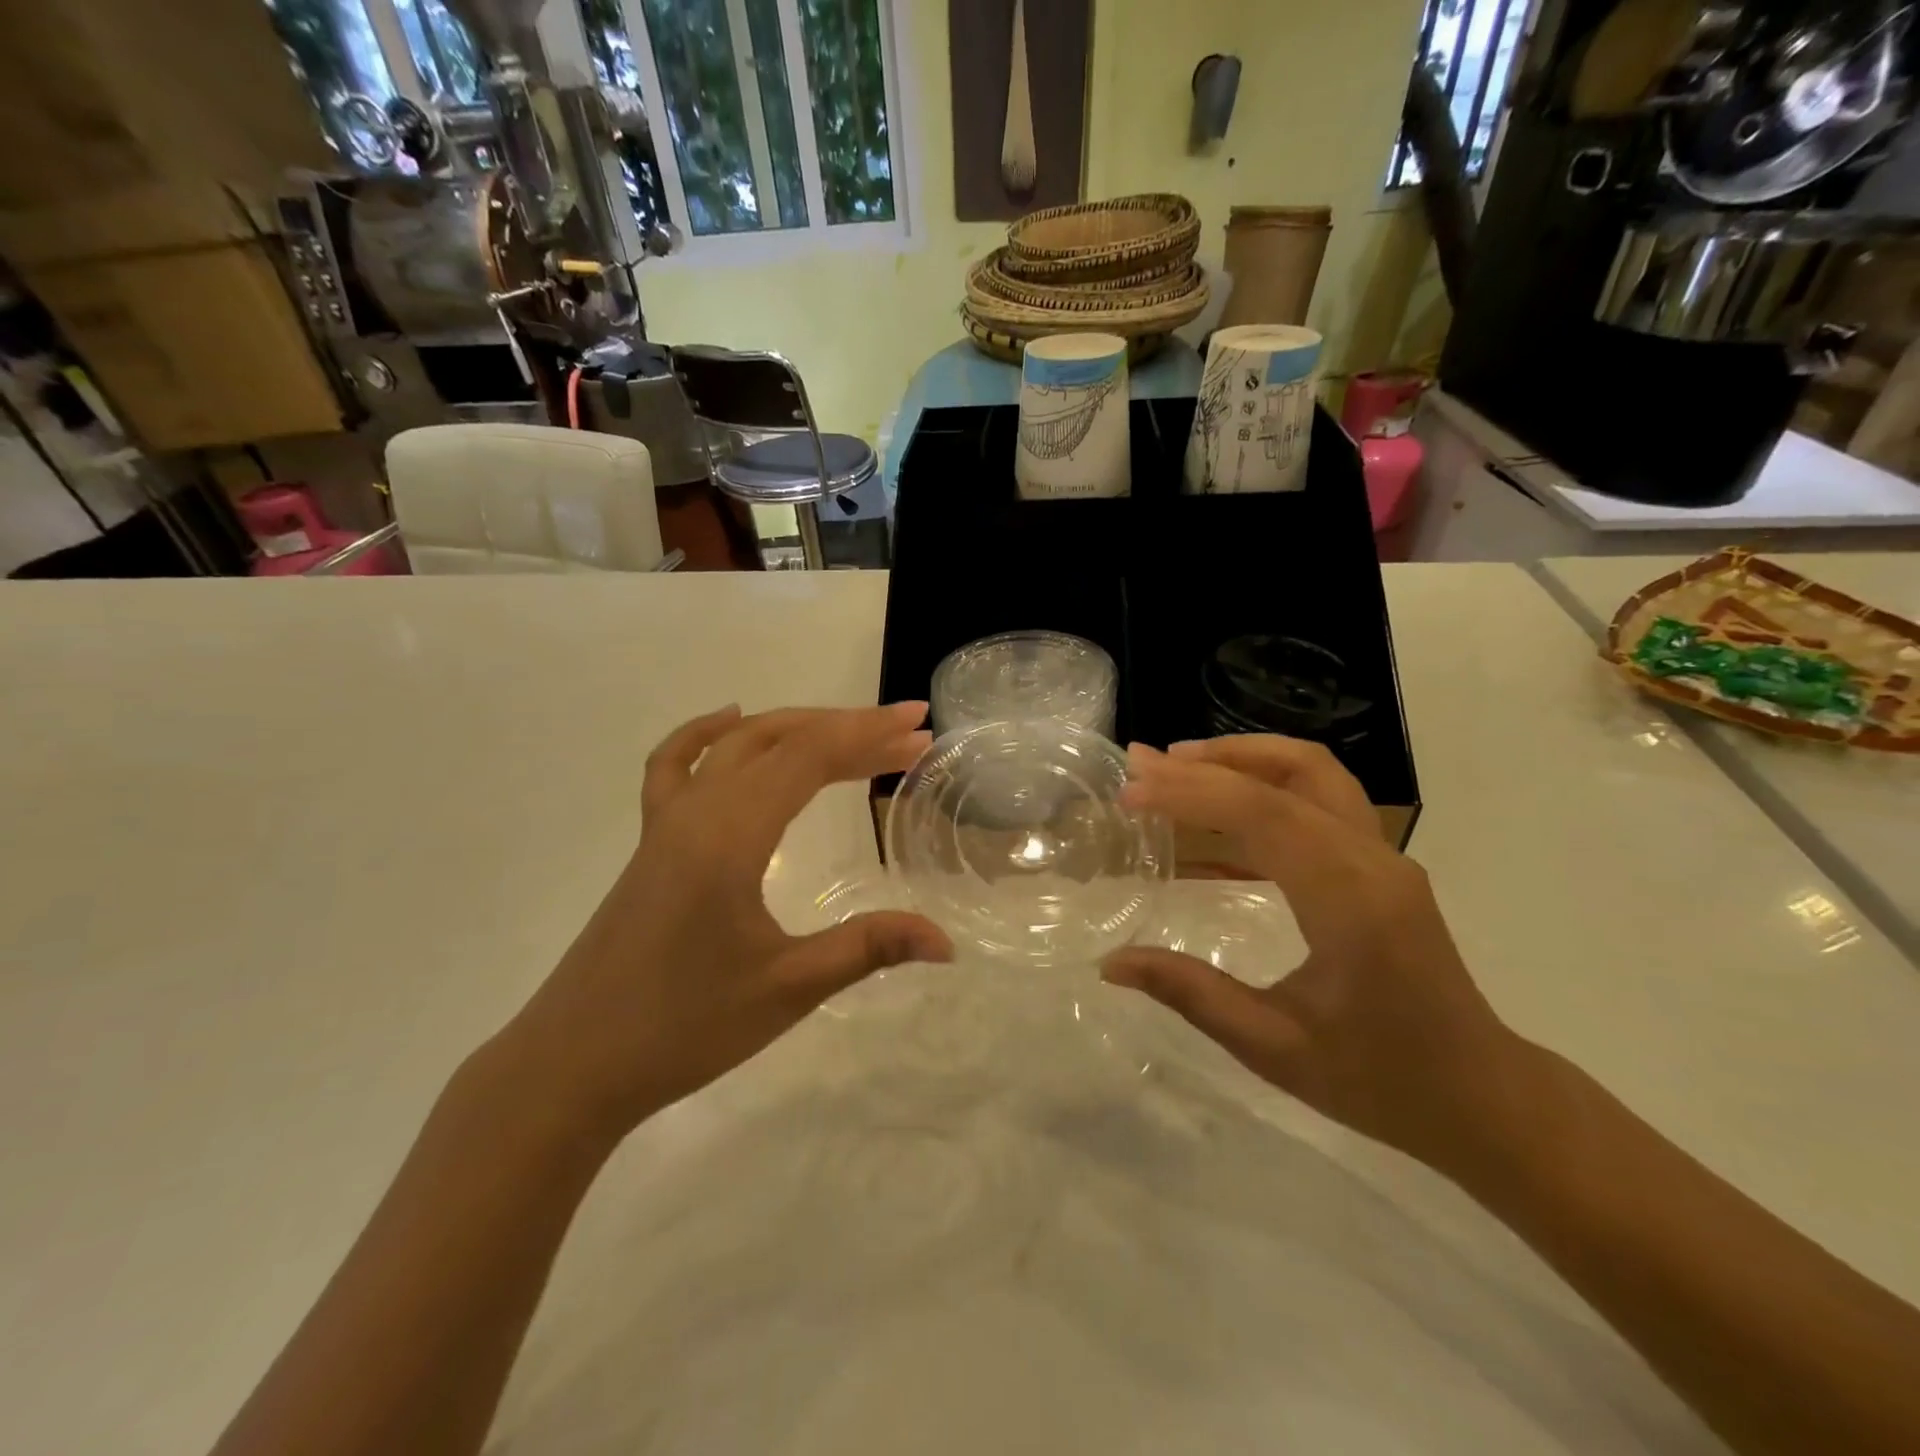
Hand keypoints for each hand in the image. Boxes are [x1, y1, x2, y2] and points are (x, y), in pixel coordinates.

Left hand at [505, 703, 952, 1139]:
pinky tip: (731, 721)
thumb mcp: (788, 988)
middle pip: (781, 741)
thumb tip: (946, 944)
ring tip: (852, 735)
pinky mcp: (652, 843)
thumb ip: (869, 948)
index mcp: (729, 835)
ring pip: (737, 746)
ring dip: (797, 730)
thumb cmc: (683, 1028)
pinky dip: (708, 734)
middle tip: (908, 735)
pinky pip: (677, 766)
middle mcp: (697, 811)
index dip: (869, 735)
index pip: (809, 758)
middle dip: (849, 729)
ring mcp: (666, 823)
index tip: (919, 728)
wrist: (572, 1064)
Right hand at [1104, 737, 1521, 1168]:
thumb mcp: (1273, 1047)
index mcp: (1351, 901)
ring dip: (1242, 760)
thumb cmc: (1380, 1080)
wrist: (1481, 1098)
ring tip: (1177, 767)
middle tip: (1143, 763)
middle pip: (1291, 774)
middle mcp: (1374, 861)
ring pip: (1314, 774)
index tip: (1130, 791)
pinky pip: (1318, 803)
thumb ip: (1190, 993)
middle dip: (1210, 761)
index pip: (1263, 813)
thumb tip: (1110, 963)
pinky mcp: (1380, 865)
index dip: (1190, 792)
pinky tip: (1214, 822)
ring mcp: (1384, 858)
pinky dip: (1263, 791)